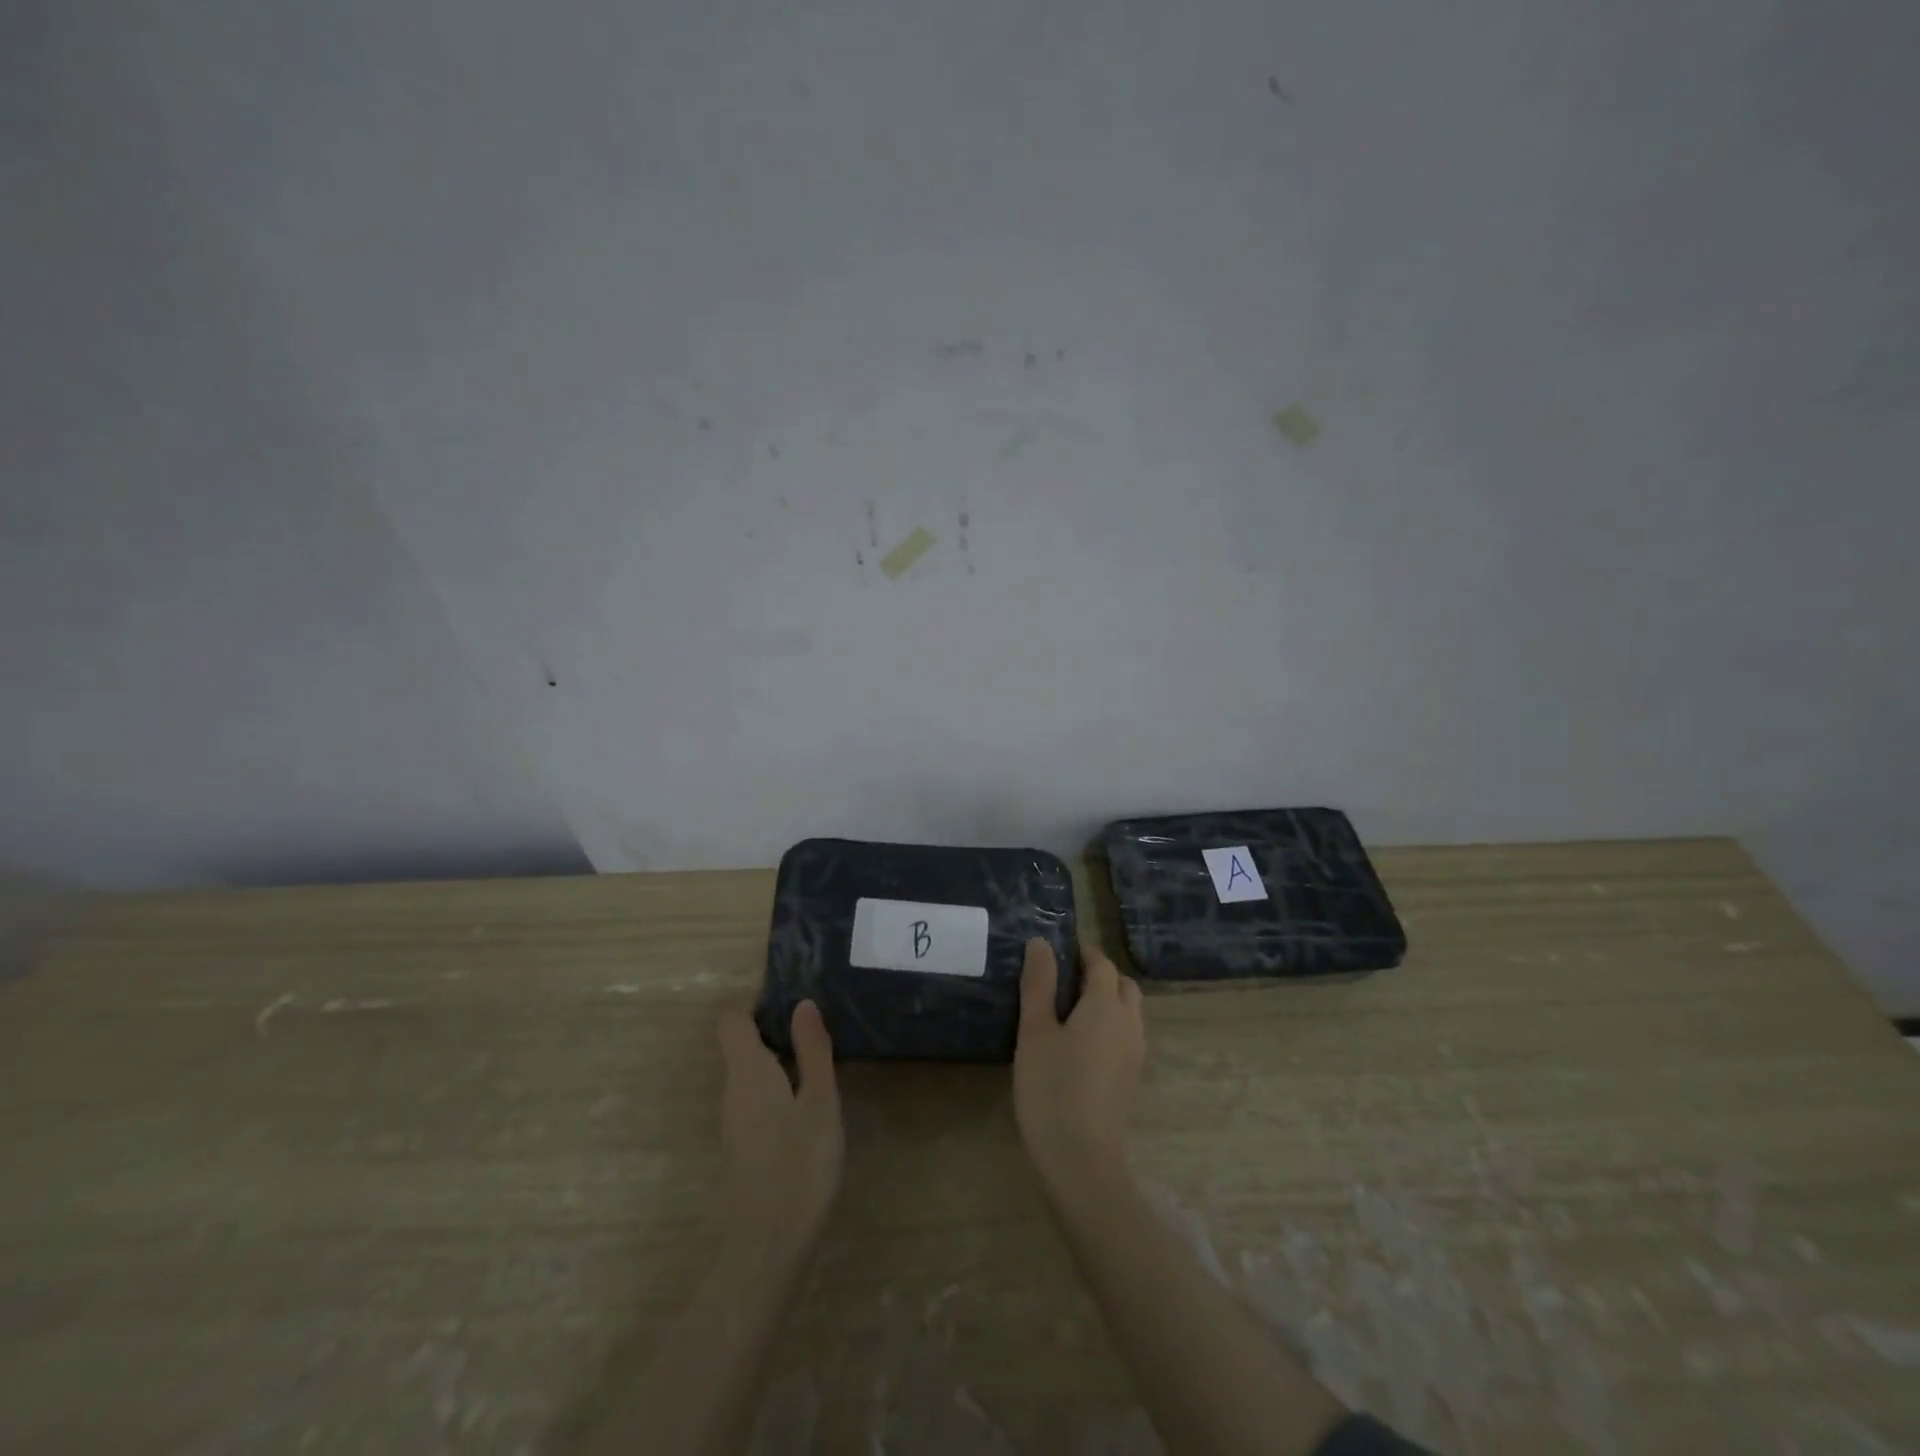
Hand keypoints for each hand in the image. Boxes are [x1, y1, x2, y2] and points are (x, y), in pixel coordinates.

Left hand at [716, 1001, 842, 1263]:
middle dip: (777, 1033)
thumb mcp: (820, 1101)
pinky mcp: (742, 1144)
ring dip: (780, 1064)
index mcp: (747, 1071)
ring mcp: (733, 1121)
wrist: (770, 1244)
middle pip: (743, 1046)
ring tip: (819, 1069)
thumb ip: (812, 1051)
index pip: (733, 1021)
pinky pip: (755, 1099)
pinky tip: (807, 1109)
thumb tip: (802, 1004)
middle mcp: (732, 1090)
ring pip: (750, 1075)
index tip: (792, 1006)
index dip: (757, 1006)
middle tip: (819, 1036)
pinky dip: (777, 1091)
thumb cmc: (800, 1163)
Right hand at [1013, 940, 1144, 1195]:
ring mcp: (1135, 1053)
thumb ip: (1039, 984)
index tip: (1057, 954)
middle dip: (1099, 975)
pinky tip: (1080, 1046)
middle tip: (1063, 982)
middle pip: (1122, 985)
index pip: (1101, 964)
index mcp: (1105, 1005)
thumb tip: (1041, 943)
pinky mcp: (1132, 1078)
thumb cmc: (1051, 1088)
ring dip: (1107, 1001)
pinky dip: (1110, 1026)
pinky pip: (1126, 1036)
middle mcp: (1129, 1023)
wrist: (1081, 1159)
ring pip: (1128, 1012)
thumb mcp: (1035, 1032)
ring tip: (1068, 1013)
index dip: (1082, 953)